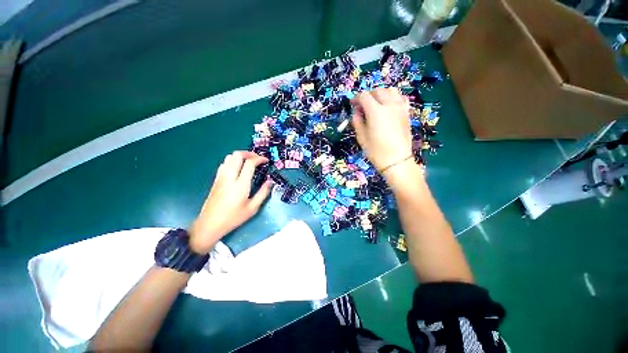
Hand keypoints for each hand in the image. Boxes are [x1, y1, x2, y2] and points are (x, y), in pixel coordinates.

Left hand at [189, 151, 272, 253]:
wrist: (210, 224)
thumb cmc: (233, 218)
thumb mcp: (252, 208)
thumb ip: (263, 193)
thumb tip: (270, 181)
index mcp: (240, 184)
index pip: (249, 163)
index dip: (259, 159)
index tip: (266, 161)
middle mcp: (229, 177)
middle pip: (237, 155)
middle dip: (249, 153)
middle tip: (258, 158)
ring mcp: (221, 177)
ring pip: (229, 157)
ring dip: (241, 156)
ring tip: (249, 162)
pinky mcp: (216, 179)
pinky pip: (224, 163)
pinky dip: (233, 161)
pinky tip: (238, 168)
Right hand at [351, 88, 413, 173]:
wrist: (396, 160)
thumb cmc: (376, 151)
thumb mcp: (361, 137)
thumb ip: (357, 121)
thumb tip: (356, 111)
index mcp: (375, 111)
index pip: (364, 96)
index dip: (356, 98)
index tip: (352, 104)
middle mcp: (389, 105)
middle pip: (377, 91)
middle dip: (368, 95)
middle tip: (362, 105)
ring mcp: (400, 107)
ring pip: (390, 91)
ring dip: (380, 94)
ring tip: (375, 103)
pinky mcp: (406, 113)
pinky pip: (400, 98)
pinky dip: (393, 98)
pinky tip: (389, 105)